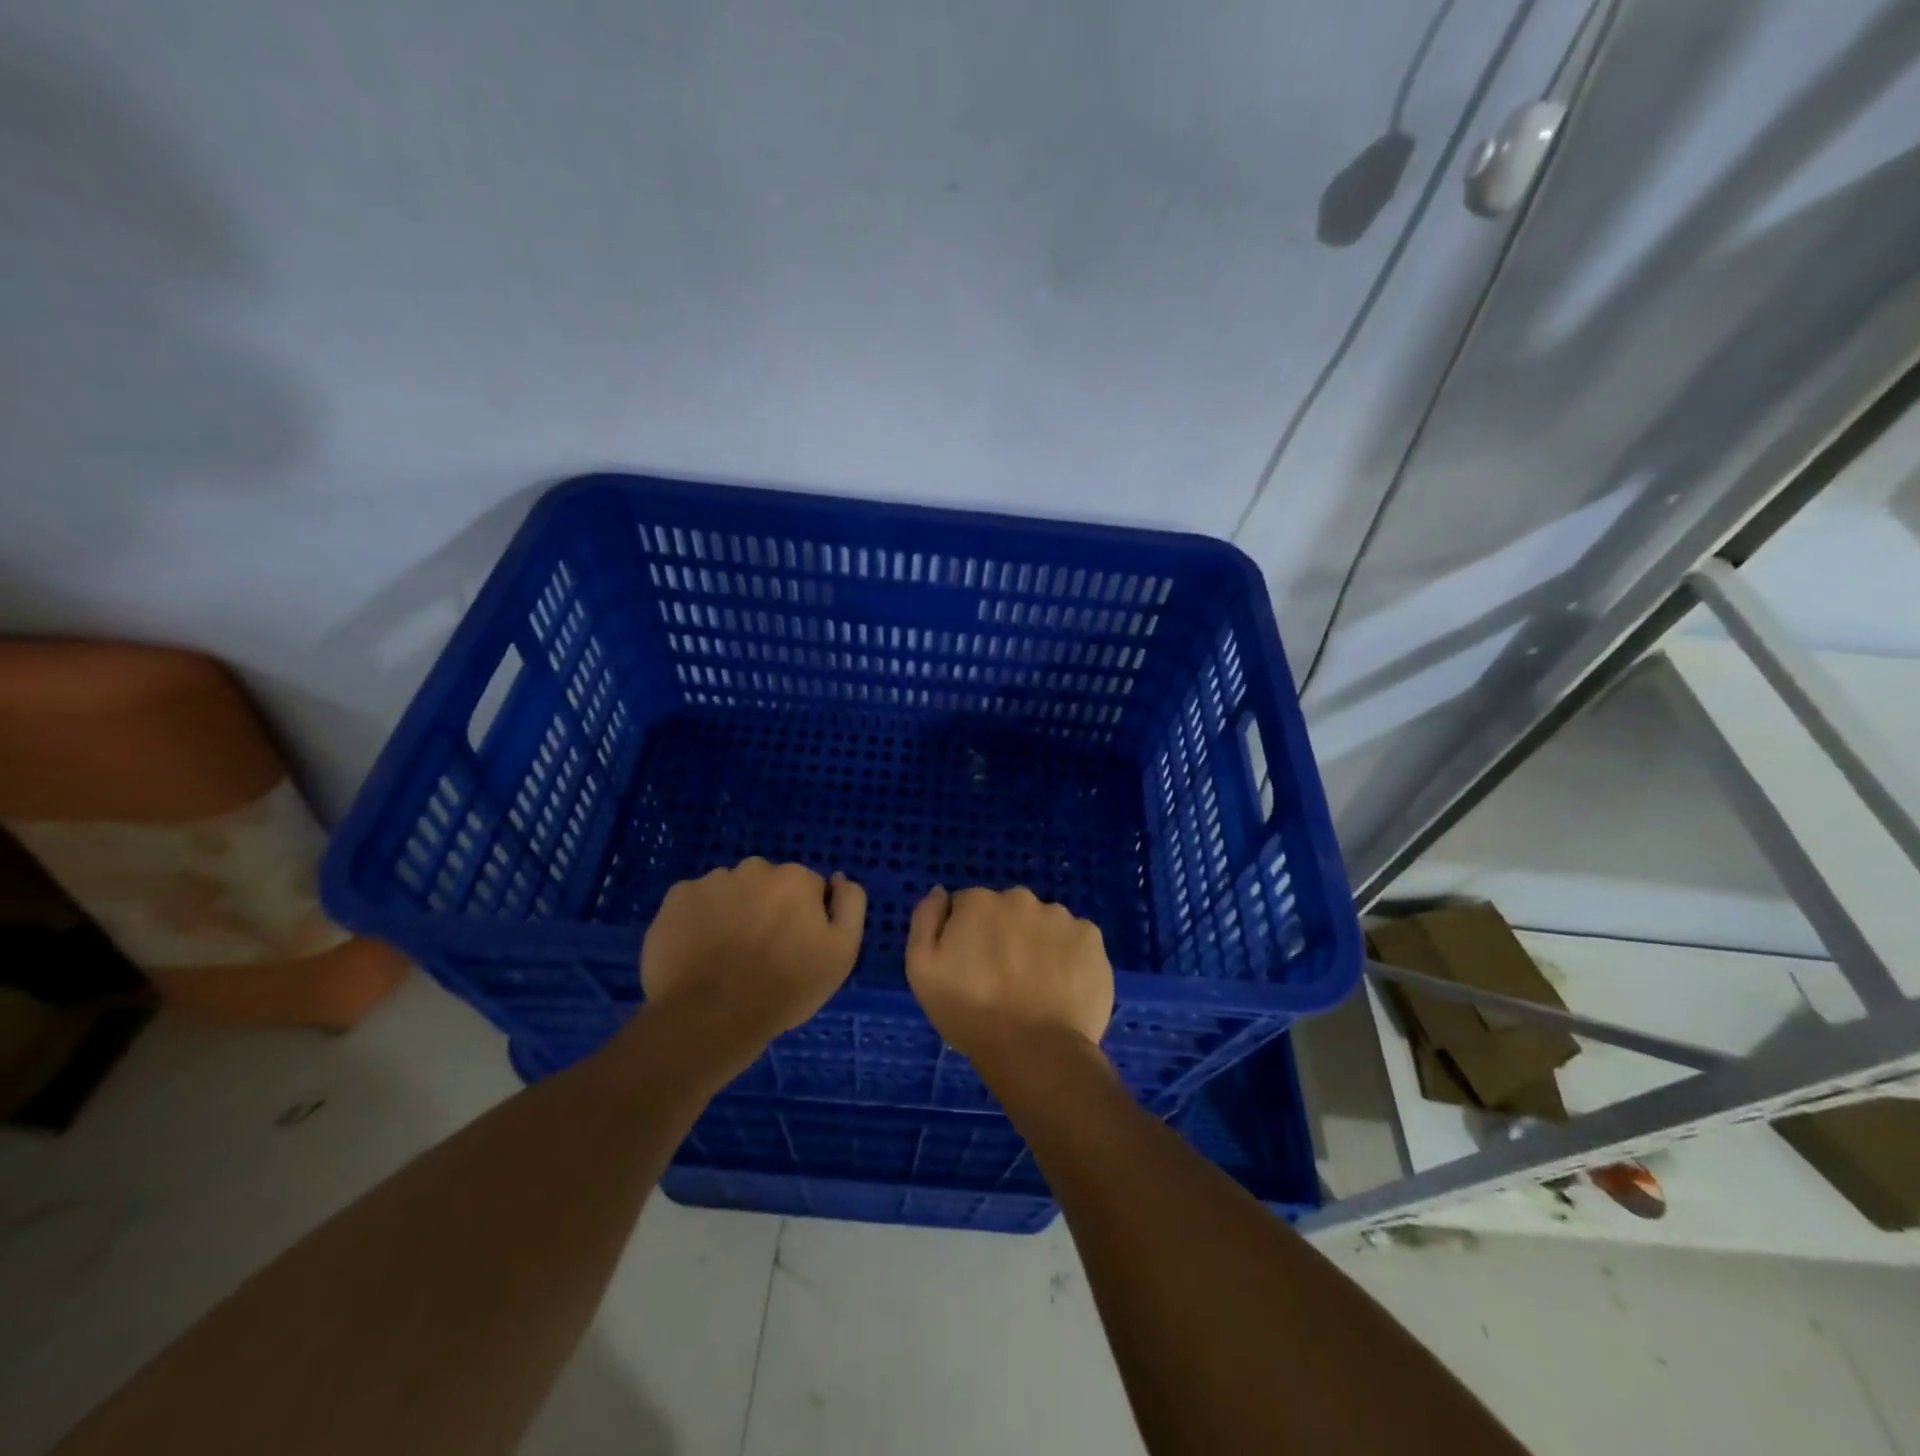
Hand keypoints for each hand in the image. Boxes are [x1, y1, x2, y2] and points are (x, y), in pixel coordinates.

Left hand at [635, 858, 865, 1065]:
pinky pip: (695, 902)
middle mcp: (754, 868)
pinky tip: (699, 951)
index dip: (805, 919)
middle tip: (762, 953)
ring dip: (734, 912)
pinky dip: (699, 919)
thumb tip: (838, 878)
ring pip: (731, 891)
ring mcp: (711, 881)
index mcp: (795, 878)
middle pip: (769, 885)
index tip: (796, 949)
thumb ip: (851, 905)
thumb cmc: (785, 987)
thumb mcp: (842, 952)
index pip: (808, 890)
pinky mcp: (675, 899)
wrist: (710, 1016)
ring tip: (727, 956)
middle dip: (768, 909)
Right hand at [904, 886, 1113, 1064]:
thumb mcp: (922, 970)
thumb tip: (940, 893)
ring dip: (1037, 943)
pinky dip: (1069, 956)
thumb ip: (925, 921)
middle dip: (1004, 934)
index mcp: (978, 902)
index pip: (968, 906)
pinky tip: (1062, 986)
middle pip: (1008, 910)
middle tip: (1002, 978)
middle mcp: (1020, 898)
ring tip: (1035, 986)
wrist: (1035, 1050)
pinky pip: (1074, 940)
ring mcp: (1060, 916)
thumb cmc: (970, 1013)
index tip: (971, 966)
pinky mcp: (1092, 938)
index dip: (967, 935)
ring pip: (1043, 924)